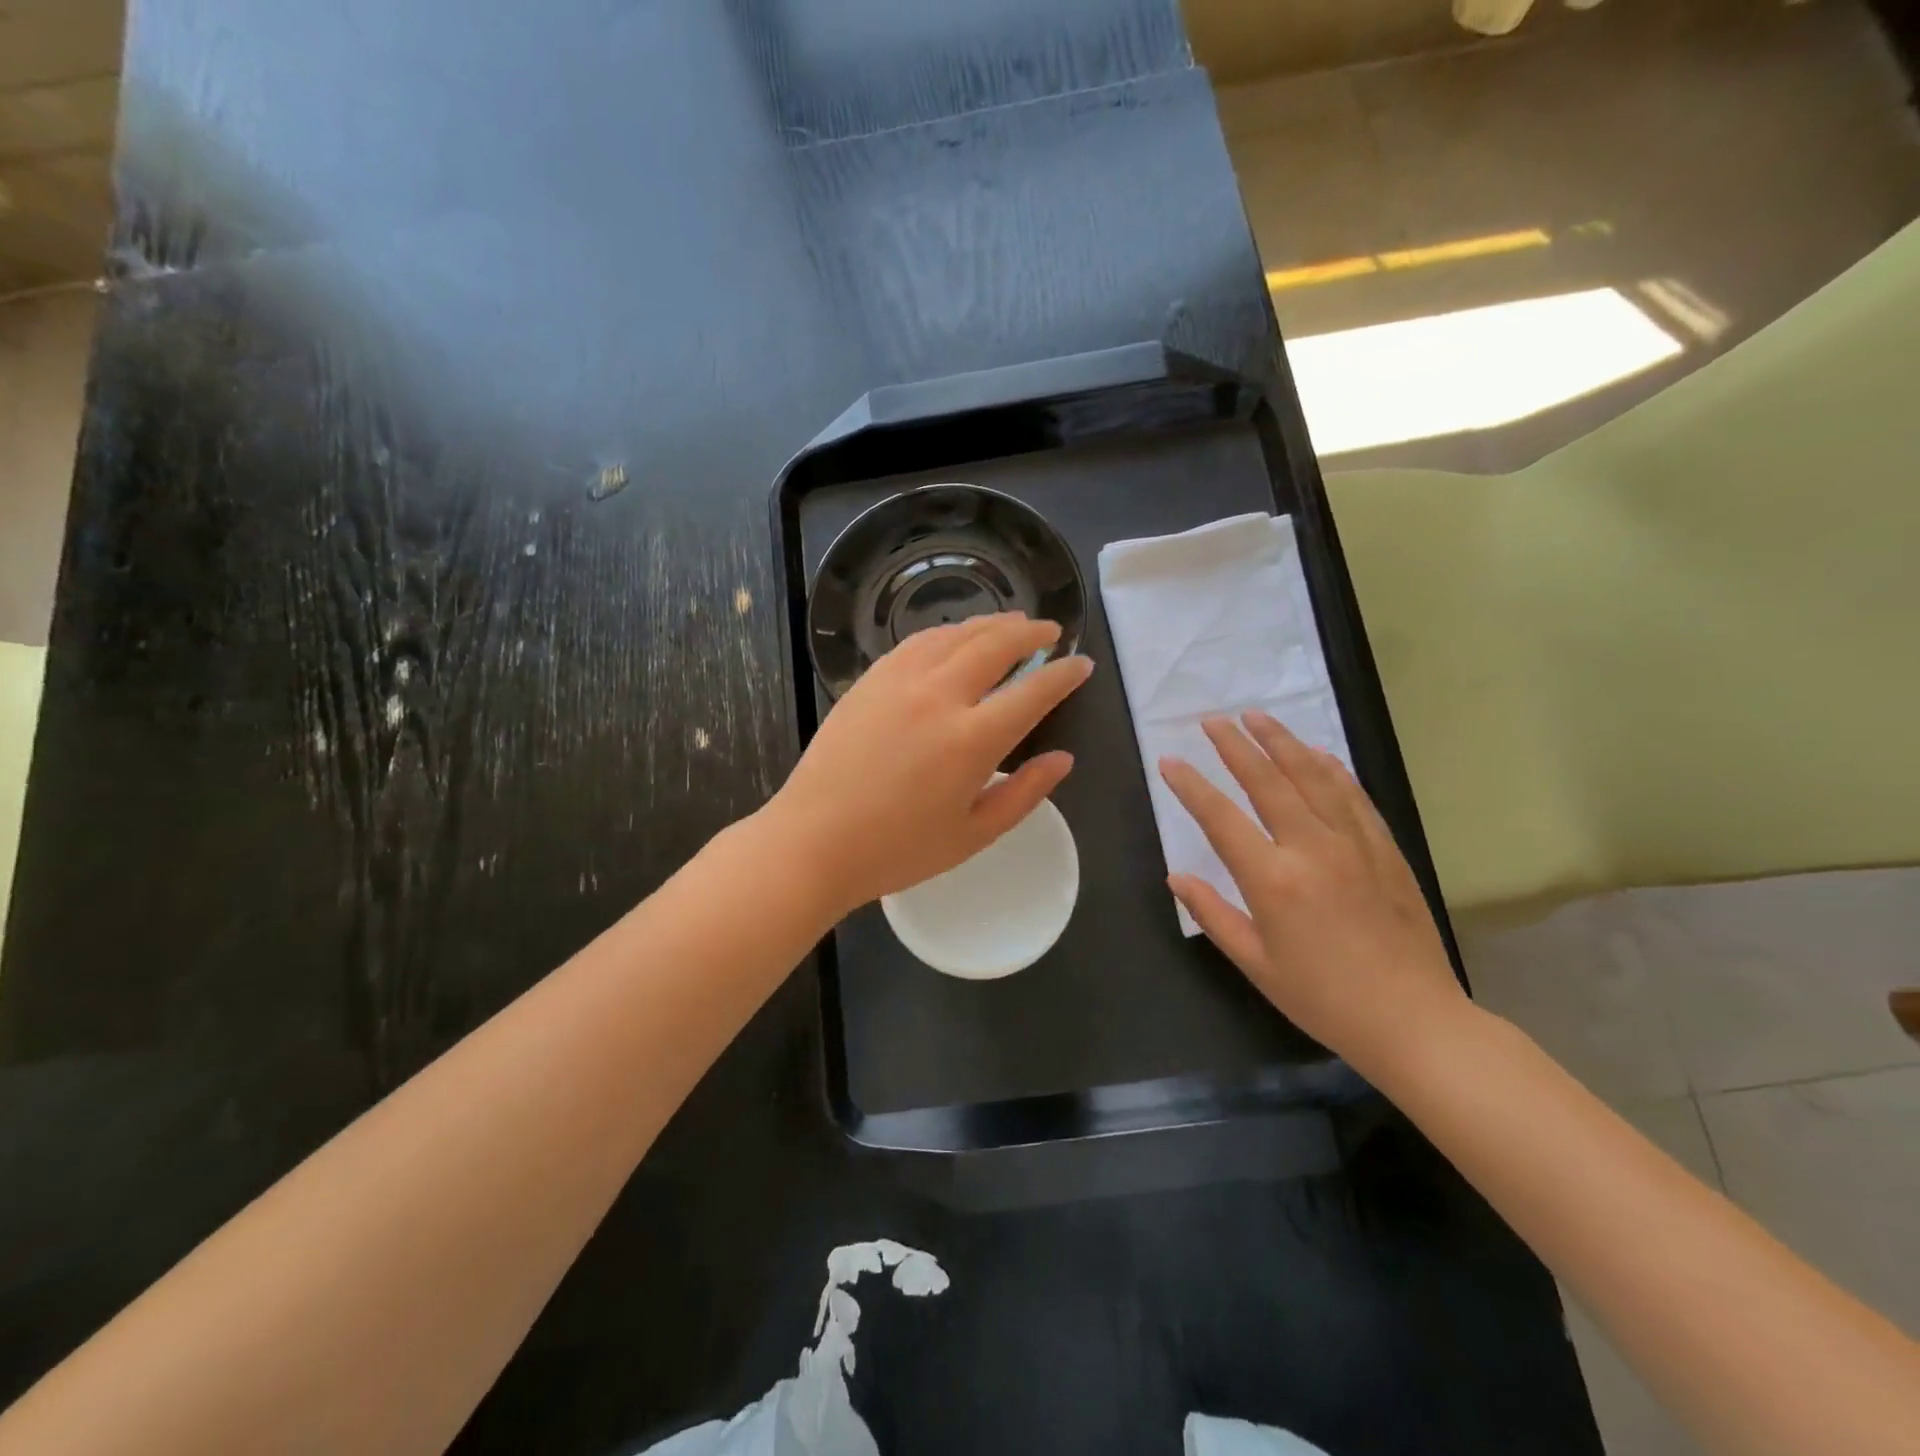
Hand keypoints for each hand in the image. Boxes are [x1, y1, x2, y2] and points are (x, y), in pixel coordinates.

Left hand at [765, 613, 1092, 918]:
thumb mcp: (973, 835)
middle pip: (995, 645)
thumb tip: (1063, 760)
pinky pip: (916, 642)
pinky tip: (954, 639)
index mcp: (972, 740)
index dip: (1063, 674)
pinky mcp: (869, 681)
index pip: (1033, 692)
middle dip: (1030, 632)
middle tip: (1050, 631)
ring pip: (954, 635)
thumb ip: (1024, 794)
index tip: (1081, 663)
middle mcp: (939, 696)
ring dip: (990, 624)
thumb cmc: (897, 850)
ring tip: (1011, 625)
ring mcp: (899, 682)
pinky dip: (946, 634)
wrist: (813, 841)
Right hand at [1158, 712, 1467, 1076]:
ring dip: (1282, 742)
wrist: (1415, 1021)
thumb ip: (1213, 914)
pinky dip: (1331, 768)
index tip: (1169, 761)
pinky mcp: (1385, 849)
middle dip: (1236, 746)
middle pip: (1268, 782)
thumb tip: (1176, 877)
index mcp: (1273, 881)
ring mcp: (1355, 844)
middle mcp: (1313, 849)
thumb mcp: (1256, 964)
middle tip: (1213, 719)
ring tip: (1257, 717)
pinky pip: (1353, 796)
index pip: (1221, 818)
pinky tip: (1316, 753)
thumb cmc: (1324, 999)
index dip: (1191, 786)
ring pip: (1313, 777)